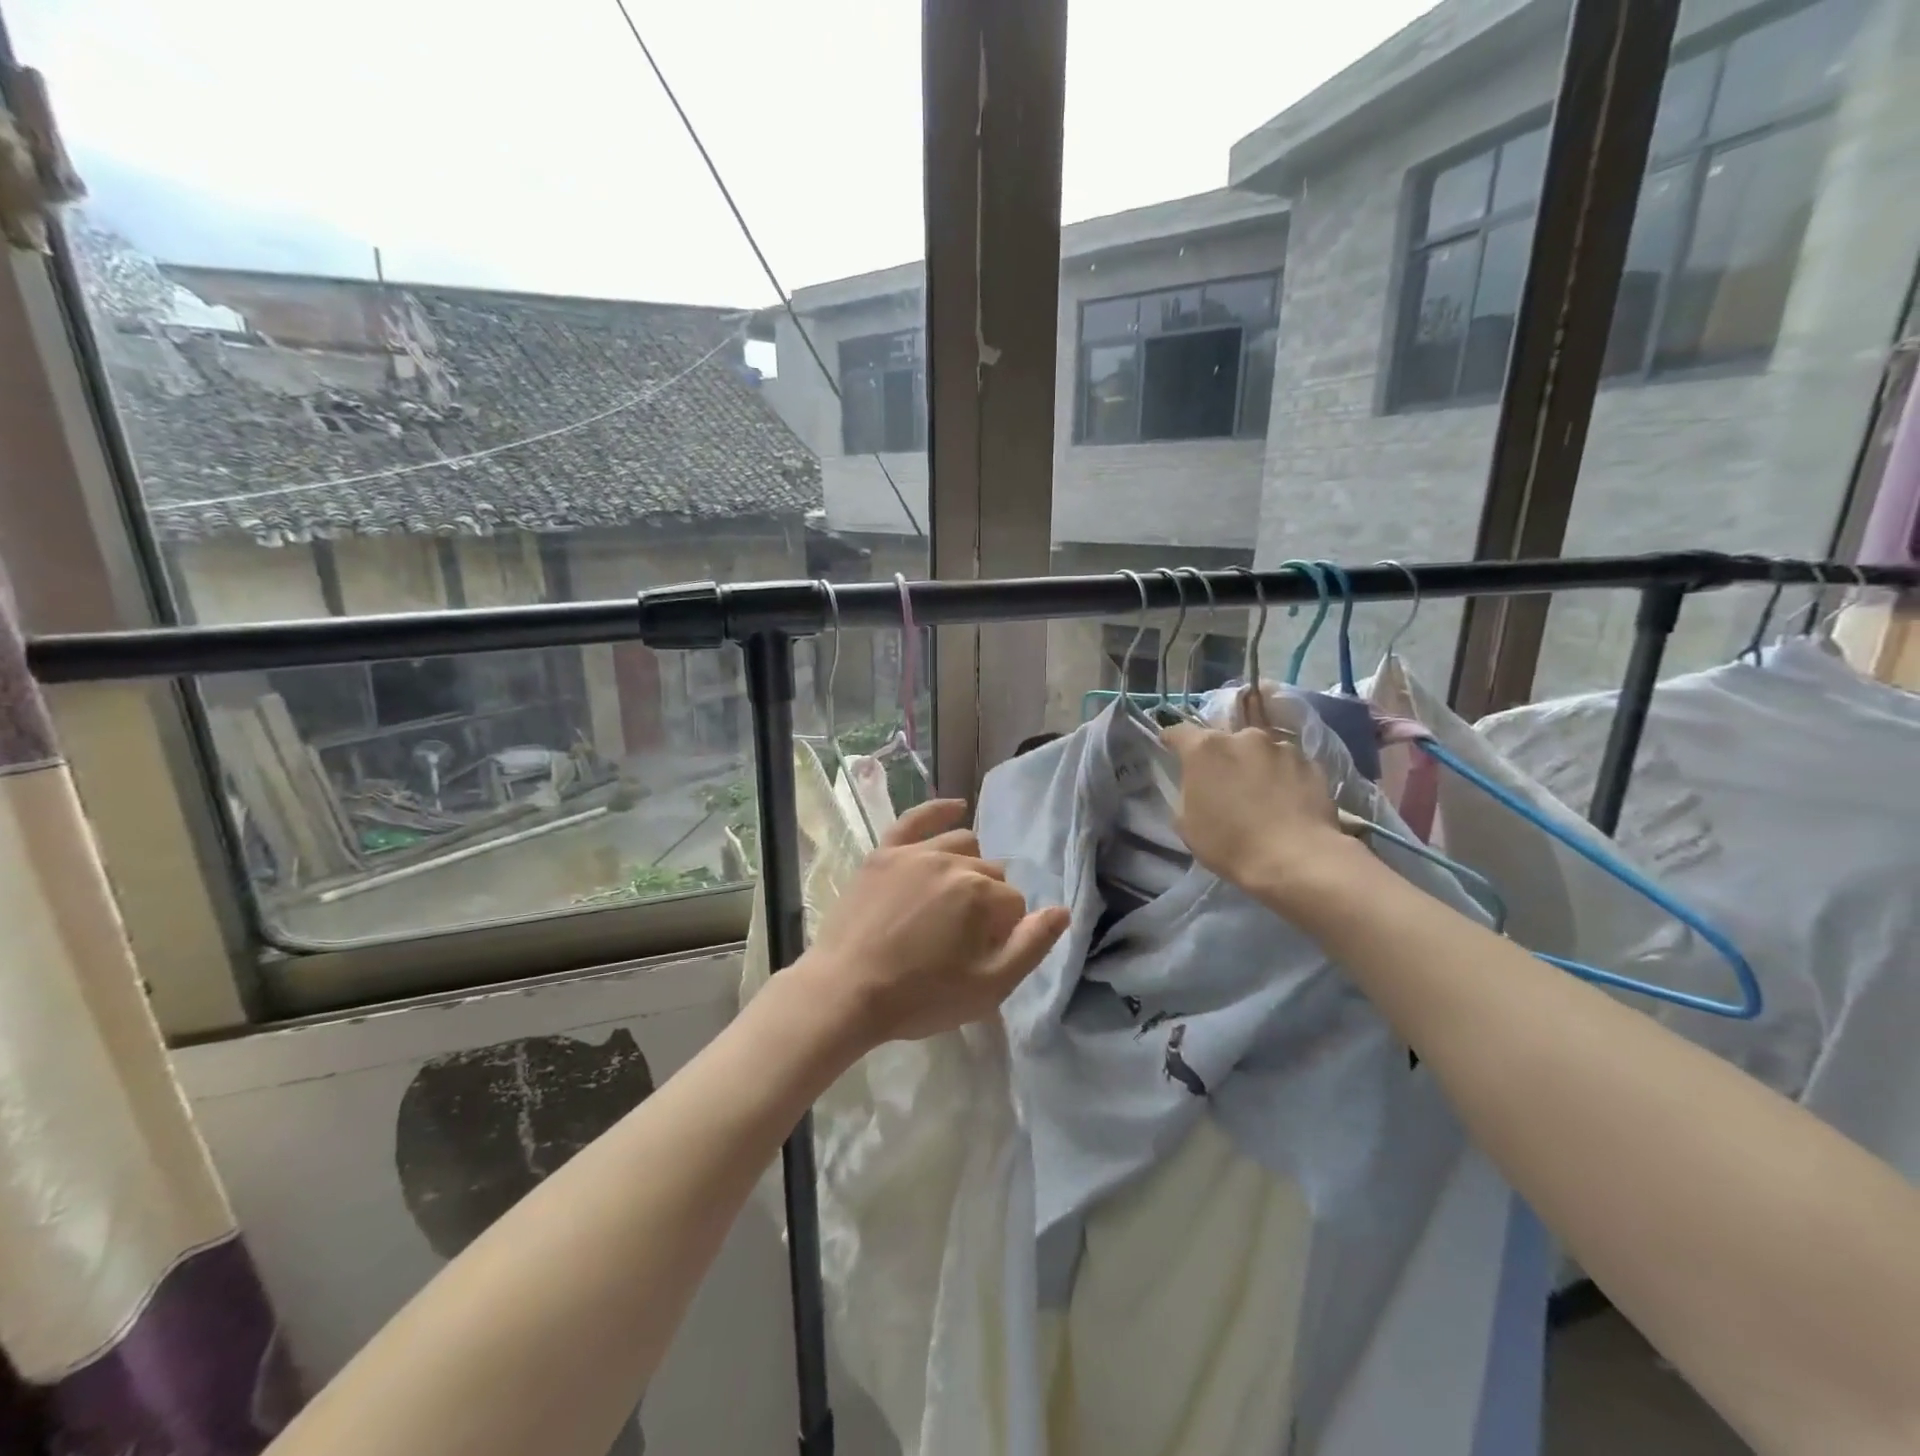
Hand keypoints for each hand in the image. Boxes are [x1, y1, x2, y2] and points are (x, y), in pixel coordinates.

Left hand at [798, 799, 1069, 1048]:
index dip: (1004, 932)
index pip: (1015, 904)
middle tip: (965, 937)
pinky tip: (956, 807)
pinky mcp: (884, 852)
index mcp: (982, 894)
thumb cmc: (920, 996)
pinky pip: (916, 818)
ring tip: (957, 896)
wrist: (845, 992)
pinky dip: (939, 810)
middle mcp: (953, 862)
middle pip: (991, 873)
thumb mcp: (988, 987)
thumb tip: (1062, 910)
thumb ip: (1032, 945)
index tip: (982, 955)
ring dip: (971, 865)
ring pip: (962, 843)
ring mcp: (915, 853)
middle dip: (989, 901)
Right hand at [1163, 713, 1362, 907]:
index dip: (1173, 741)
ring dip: (1256, 766)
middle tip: (1225, 783)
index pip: (1180, 732)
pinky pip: (1289, 766)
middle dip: (1222, 757)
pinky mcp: (1312, 764)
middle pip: (1225, 741)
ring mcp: (1282, 748)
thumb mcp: (1187, 824)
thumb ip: (1187, 793)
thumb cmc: (1230, 843)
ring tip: (1262, 795)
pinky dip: (1285, 778)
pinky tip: (1288, 802)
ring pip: (1261, 751)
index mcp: (1205, 749)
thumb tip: (1197, 786)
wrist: (1296, 860)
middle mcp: (1244, 737)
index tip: (1171, 749)